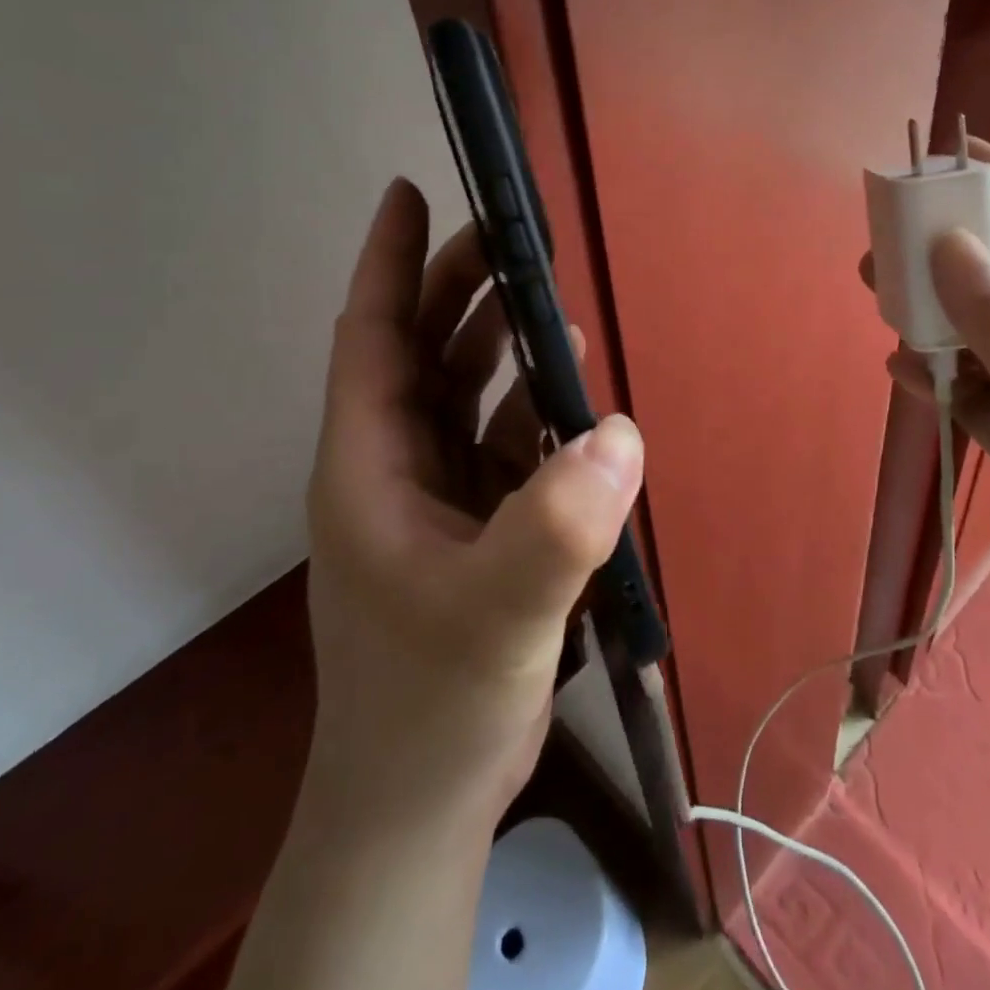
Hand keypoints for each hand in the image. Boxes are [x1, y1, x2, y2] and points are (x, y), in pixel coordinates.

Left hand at [304, 179, 644, 827]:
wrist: (423, 798)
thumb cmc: (432, 702)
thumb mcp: (494, 614)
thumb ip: (554, 528)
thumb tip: (620, 433)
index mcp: (369, 463)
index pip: (372, 335)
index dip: (389, 261)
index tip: (410, 192)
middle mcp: (397, 464)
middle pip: (427, 351)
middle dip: (464, 289)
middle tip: (517, 237)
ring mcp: (438, 495)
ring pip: (469, 393)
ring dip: (507, 348)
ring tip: (557, 307)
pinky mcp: (477, 524)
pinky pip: (506, 443)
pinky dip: (538, 413)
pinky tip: (579, 401)